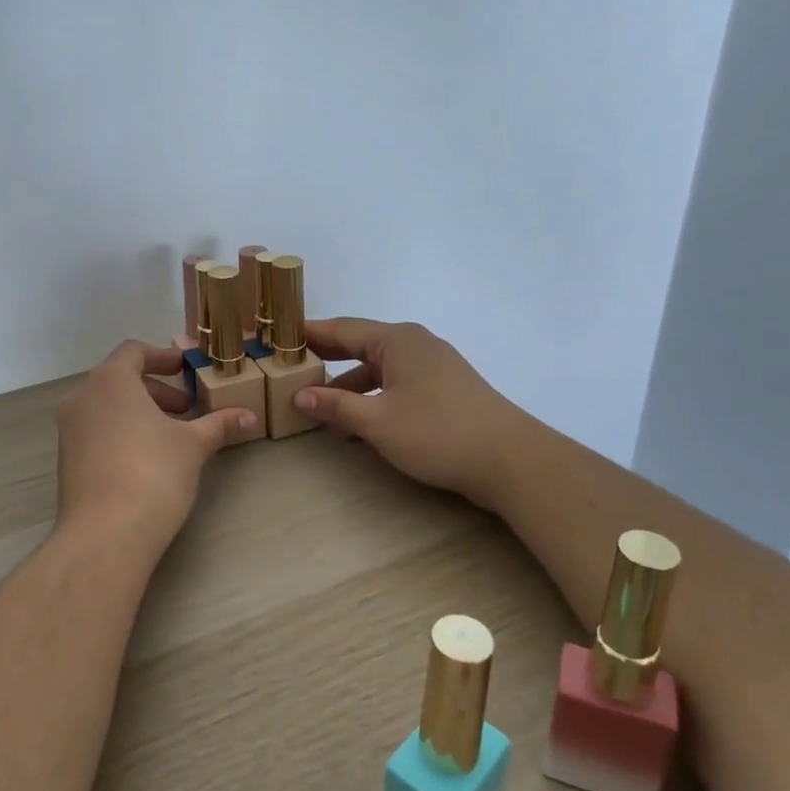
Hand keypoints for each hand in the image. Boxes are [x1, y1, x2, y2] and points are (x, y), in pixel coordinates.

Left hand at [56, 340, 256, 556]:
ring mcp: (69, 430)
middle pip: (120, 379)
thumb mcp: (193, 445)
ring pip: (107, 407)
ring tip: (171, 436)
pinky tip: (146, 459)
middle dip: (156, 390)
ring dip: (139, 412)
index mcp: (110, 381)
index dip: (162, 357)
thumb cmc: (153, 473)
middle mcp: (83, 397)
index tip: (186, 370)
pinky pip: (96, 431)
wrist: (106, 533)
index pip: (134, 351)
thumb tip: (250, 416)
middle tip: (186, 409)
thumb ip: (219, 424)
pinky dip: (121, 432)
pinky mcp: (66, 459)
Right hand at [295, 318, 515, 506]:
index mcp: (397, 340)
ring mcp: (433, 366)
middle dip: (326, 358)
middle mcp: (415, 344)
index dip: (309, 334)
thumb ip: (335, 405)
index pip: (341, 329)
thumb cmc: (437, 432)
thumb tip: (299, 395)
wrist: (510, 461)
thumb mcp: (377, 421)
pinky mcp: (445, 389)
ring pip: (379, 368)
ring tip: (319, 404)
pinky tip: (358, 423)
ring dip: (349, 385)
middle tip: (290, 368)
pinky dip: (374, 397)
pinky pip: (397, 384)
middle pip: (360, 345)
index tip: (279, 339)